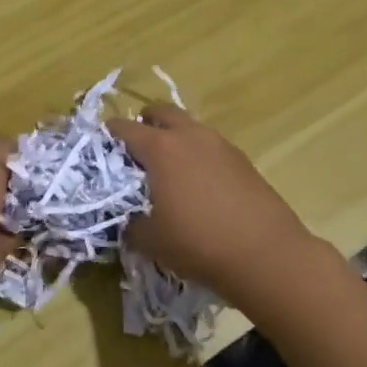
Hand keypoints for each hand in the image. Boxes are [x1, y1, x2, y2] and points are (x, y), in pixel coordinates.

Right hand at [108, 105, 318, 299]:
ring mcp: (221, 145)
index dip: (110, 134)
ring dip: (175, 138)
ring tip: (168, 168)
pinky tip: (199, 184)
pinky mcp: (243, 161)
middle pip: (162, 112)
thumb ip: (132, 225)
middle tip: (136, 147)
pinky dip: (198, 156)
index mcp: (161, 149)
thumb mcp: (150, 241)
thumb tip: (131, 221)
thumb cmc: (198, 243)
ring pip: (191, 128)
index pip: (126, 129)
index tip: (101, 145)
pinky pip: (211, 147)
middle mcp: (191, 136)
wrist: (265, 254)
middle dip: (145, 123)